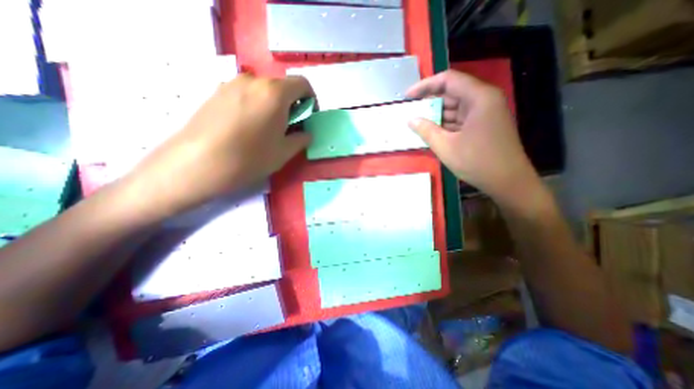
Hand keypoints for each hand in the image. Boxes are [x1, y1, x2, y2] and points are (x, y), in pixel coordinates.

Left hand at [121, 72, 311, 217]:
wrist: (197, 163)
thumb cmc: (249, 158)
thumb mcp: (284, 152)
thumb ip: (301, 139)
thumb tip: (306, 134)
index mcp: (275, 93)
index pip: (302, 84)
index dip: (311, 99)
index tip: (309, 117)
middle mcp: (253, 81)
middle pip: (282, 87)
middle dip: (292, 104)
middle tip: (290, 127)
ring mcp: (231, 84)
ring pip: (263, 91)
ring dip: (273, 105)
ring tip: (268, 129)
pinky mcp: (215, 92)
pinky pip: (245, 95)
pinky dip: (255, 106)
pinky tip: (248, 128)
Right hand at [408, 70, 540, 200]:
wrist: (507, 181)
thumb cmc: (477, 162)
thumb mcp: (445, 146)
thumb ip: (426, 130)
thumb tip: (411, 120)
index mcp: (479, 98)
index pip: (448, 80)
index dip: (425, 85)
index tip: (408, 96)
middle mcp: (484, 100)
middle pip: (452, 92)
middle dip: (429, 102)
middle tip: (410, 111)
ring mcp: (485, 113)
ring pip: (456, 106)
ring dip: (436, 114)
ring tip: (417, 122)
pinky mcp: (484, 125)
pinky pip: (461, 118)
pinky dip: (446, 123)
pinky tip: (432, 131)